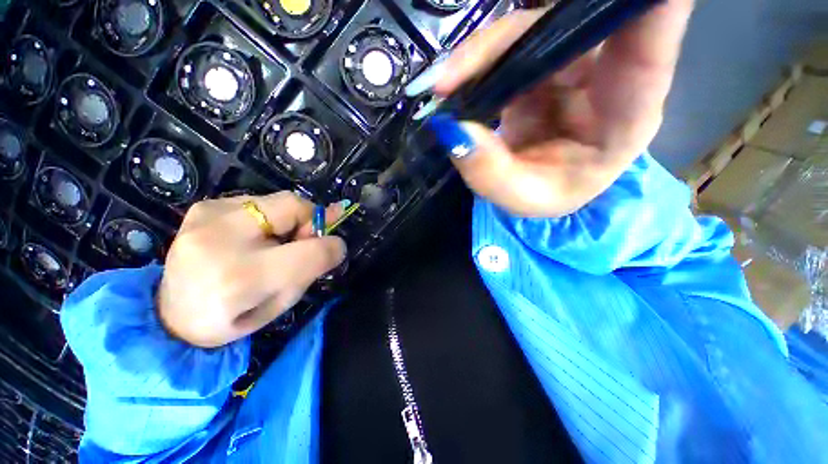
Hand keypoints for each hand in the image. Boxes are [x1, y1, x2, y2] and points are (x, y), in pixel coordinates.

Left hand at [158, 192, 346, 347]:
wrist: (171, 314)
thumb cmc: (232, 317)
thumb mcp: (280, 304)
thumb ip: (311, 268)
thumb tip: (336, 240)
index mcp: (241, 279)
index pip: (309, 252)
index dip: (331, 246)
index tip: (334, 249)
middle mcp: (220, 239)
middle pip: (293, 206)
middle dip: (310, 221)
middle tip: (305, 242)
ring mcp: (207, 216)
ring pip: (277, 200)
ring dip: (290, 220)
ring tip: (275, 243)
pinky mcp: (204, 207)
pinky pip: (258, 201)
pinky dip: (270, 217)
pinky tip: (255, 236)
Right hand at [426, 0, 694, 216]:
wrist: (539, 187)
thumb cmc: (544, 197)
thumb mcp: (518, 198)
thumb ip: (489, 172)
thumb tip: (454, 130)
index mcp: (624, 120)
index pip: (648, 53)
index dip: (648, 12)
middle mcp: (610, 79)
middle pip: (574, 28)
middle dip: (513, 40)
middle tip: (454, 73)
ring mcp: (578, 66)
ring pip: (537, 30)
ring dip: (486, 52)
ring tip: (447, 85)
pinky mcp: (549, 64)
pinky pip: (517, 44)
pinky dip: (483, 59)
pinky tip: (458, 81)